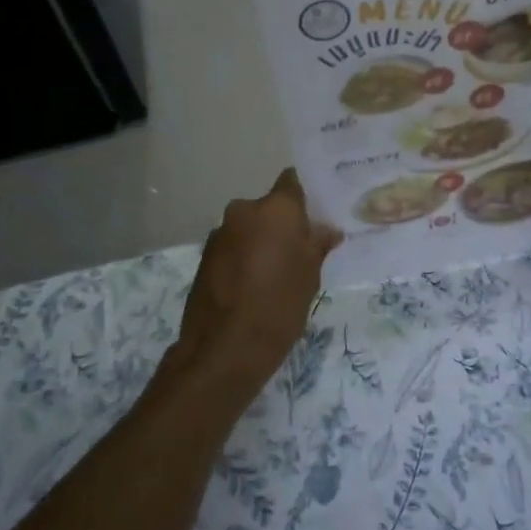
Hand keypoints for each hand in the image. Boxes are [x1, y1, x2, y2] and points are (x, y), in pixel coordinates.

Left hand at [167, 170, 341, 409]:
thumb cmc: (279, 306)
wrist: (224, 348)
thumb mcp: (310, 276)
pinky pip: (232, 247)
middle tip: (297, 252)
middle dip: (280, 224)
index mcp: (276, 208)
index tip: (313, 216)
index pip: (292, 181)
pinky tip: (250, 287)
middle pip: (268, 207)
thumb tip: (327, 230)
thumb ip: (317, 245)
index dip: (303, 196)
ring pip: (248, 228)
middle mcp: (244, 210)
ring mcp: (220, 233)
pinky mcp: (204, 256)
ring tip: (272, 274)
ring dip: (259, 242)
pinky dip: (241, 258)